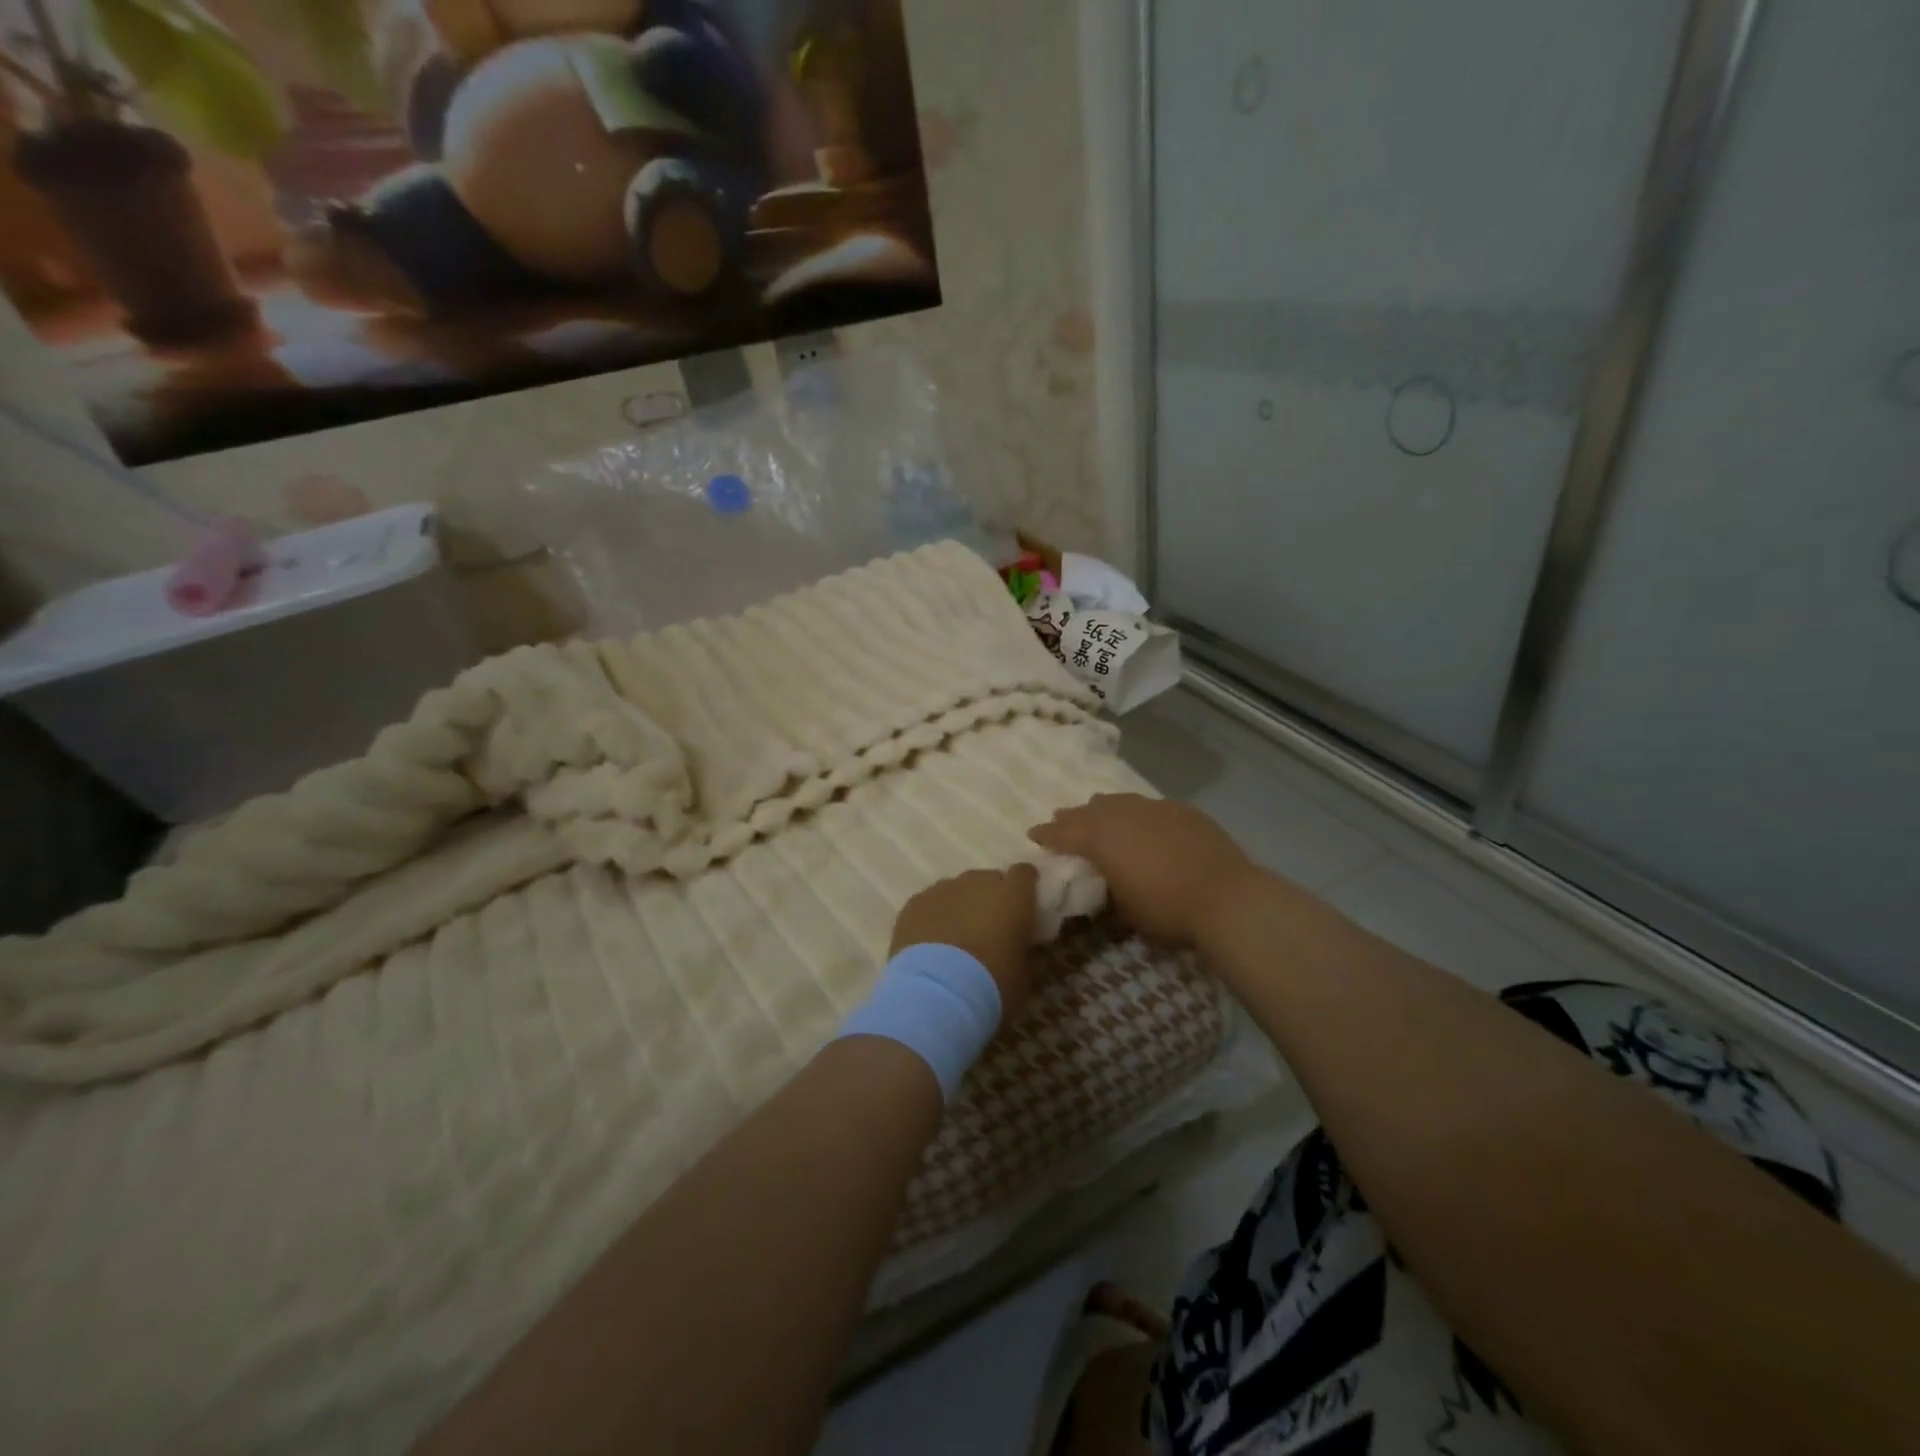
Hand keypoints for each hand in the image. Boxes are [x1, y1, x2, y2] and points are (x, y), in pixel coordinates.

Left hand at [890, 865, 1041, 1020]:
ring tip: (955, 938)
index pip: (1024, 874)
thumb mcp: (1022, 974)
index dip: (1023, 887)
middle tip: (987, 928)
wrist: (937, 993)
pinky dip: (933, 917)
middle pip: (987, 880)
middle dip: (989, 899)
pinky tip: (930, 943)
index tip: (1022, 904)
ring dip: (959, 907)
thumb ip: (1020, 950)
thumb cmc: (991, 984)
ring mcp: (943, 889)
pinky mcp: (914, 902)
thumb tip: (1014, 947)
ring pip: (956, 891)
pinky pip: (930, 903)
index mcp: (1012, 896)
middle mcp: (978, 882)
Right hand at [1029, 793, 1259, 946]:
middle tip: (1060, 819)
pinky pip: (1149, 806)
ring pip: (1120, 801)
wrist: (1226, 897)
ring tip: (1096, 809)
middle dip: (1072, 817)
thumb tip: (1109, 880)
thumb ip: (1110, 886)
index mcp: (1101, 838)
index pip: (1065, 834)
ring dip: (1103, 808)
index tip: (1033, 834)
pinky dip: (1137, 812)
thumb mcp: (1124, 910)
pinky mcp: (1182, 811)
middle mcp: (1123, 815)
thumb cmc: (1166, 909)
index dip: (1047, 835)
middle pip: (1089, 811)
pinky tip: (1141, 819)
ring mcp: (1155, 808)